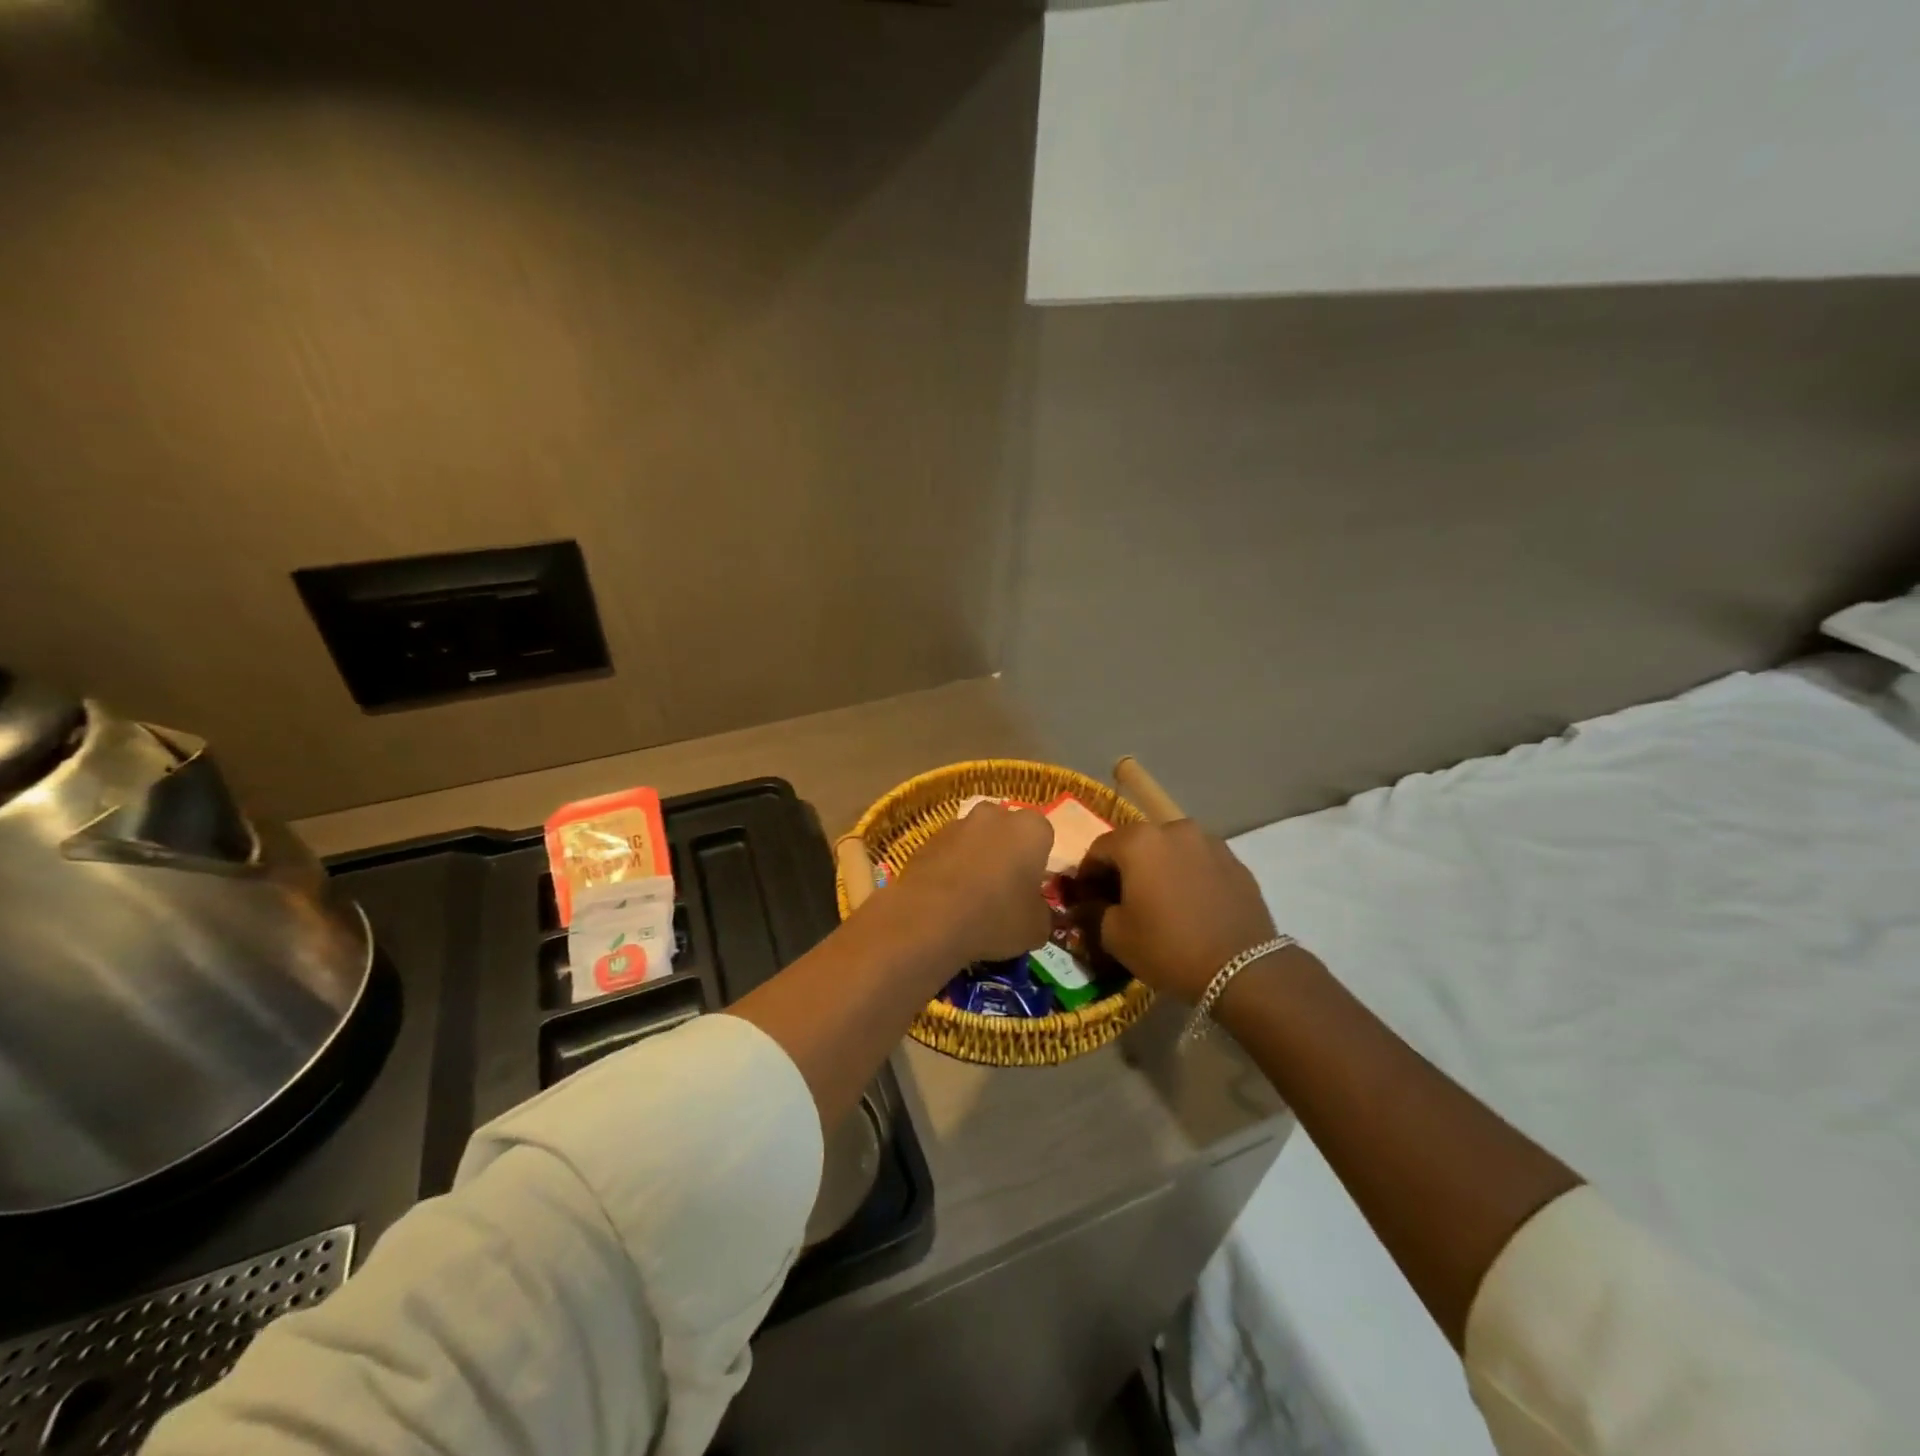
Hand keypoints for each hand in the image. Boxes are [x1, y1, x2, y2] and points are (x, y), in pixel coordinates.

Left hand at [888, 804, 1053, 964]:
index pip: (1044, 835)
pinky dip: (950, 867)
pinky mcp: (927, 839)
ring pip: (975, 838)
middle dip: (1007, 851)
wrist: (930, 918)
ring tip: (972, 896)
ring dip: (976, 857)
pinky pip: (948, 851)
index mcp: (1030, 828)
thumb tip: (1035, 912)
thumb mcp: (1036, 928)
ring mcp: (957, 824)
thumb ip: (1041, 913)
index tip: (1031, 885)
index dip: (1038, 861)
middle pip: (1007, 830)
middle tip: (1004, 887)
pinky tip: (947, 898)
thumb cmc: (996, 917)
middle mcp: (994, 815)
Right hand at [1067, 820, 1277, 1003]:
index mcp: (1139, 840)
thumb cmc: (1169, 947)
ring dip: (1157, 869)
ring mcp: (1209, 842)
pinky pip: (1197, 862)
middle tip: (1119, 900)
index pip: (1098, 849)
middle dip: (1123, 868)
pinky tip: (1188, 905)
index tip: (1086, 899)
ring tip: (1158, 902)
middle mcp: (1173, 829)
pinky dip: (1185, 876)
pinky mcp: (1235, 861)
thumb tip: (1086, 904)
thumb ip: (1093, 911)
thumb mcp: (1115, 936)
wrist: (1243, 969)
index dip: (1087, 874)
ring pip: (1169, 850)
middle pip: (1136, 844)